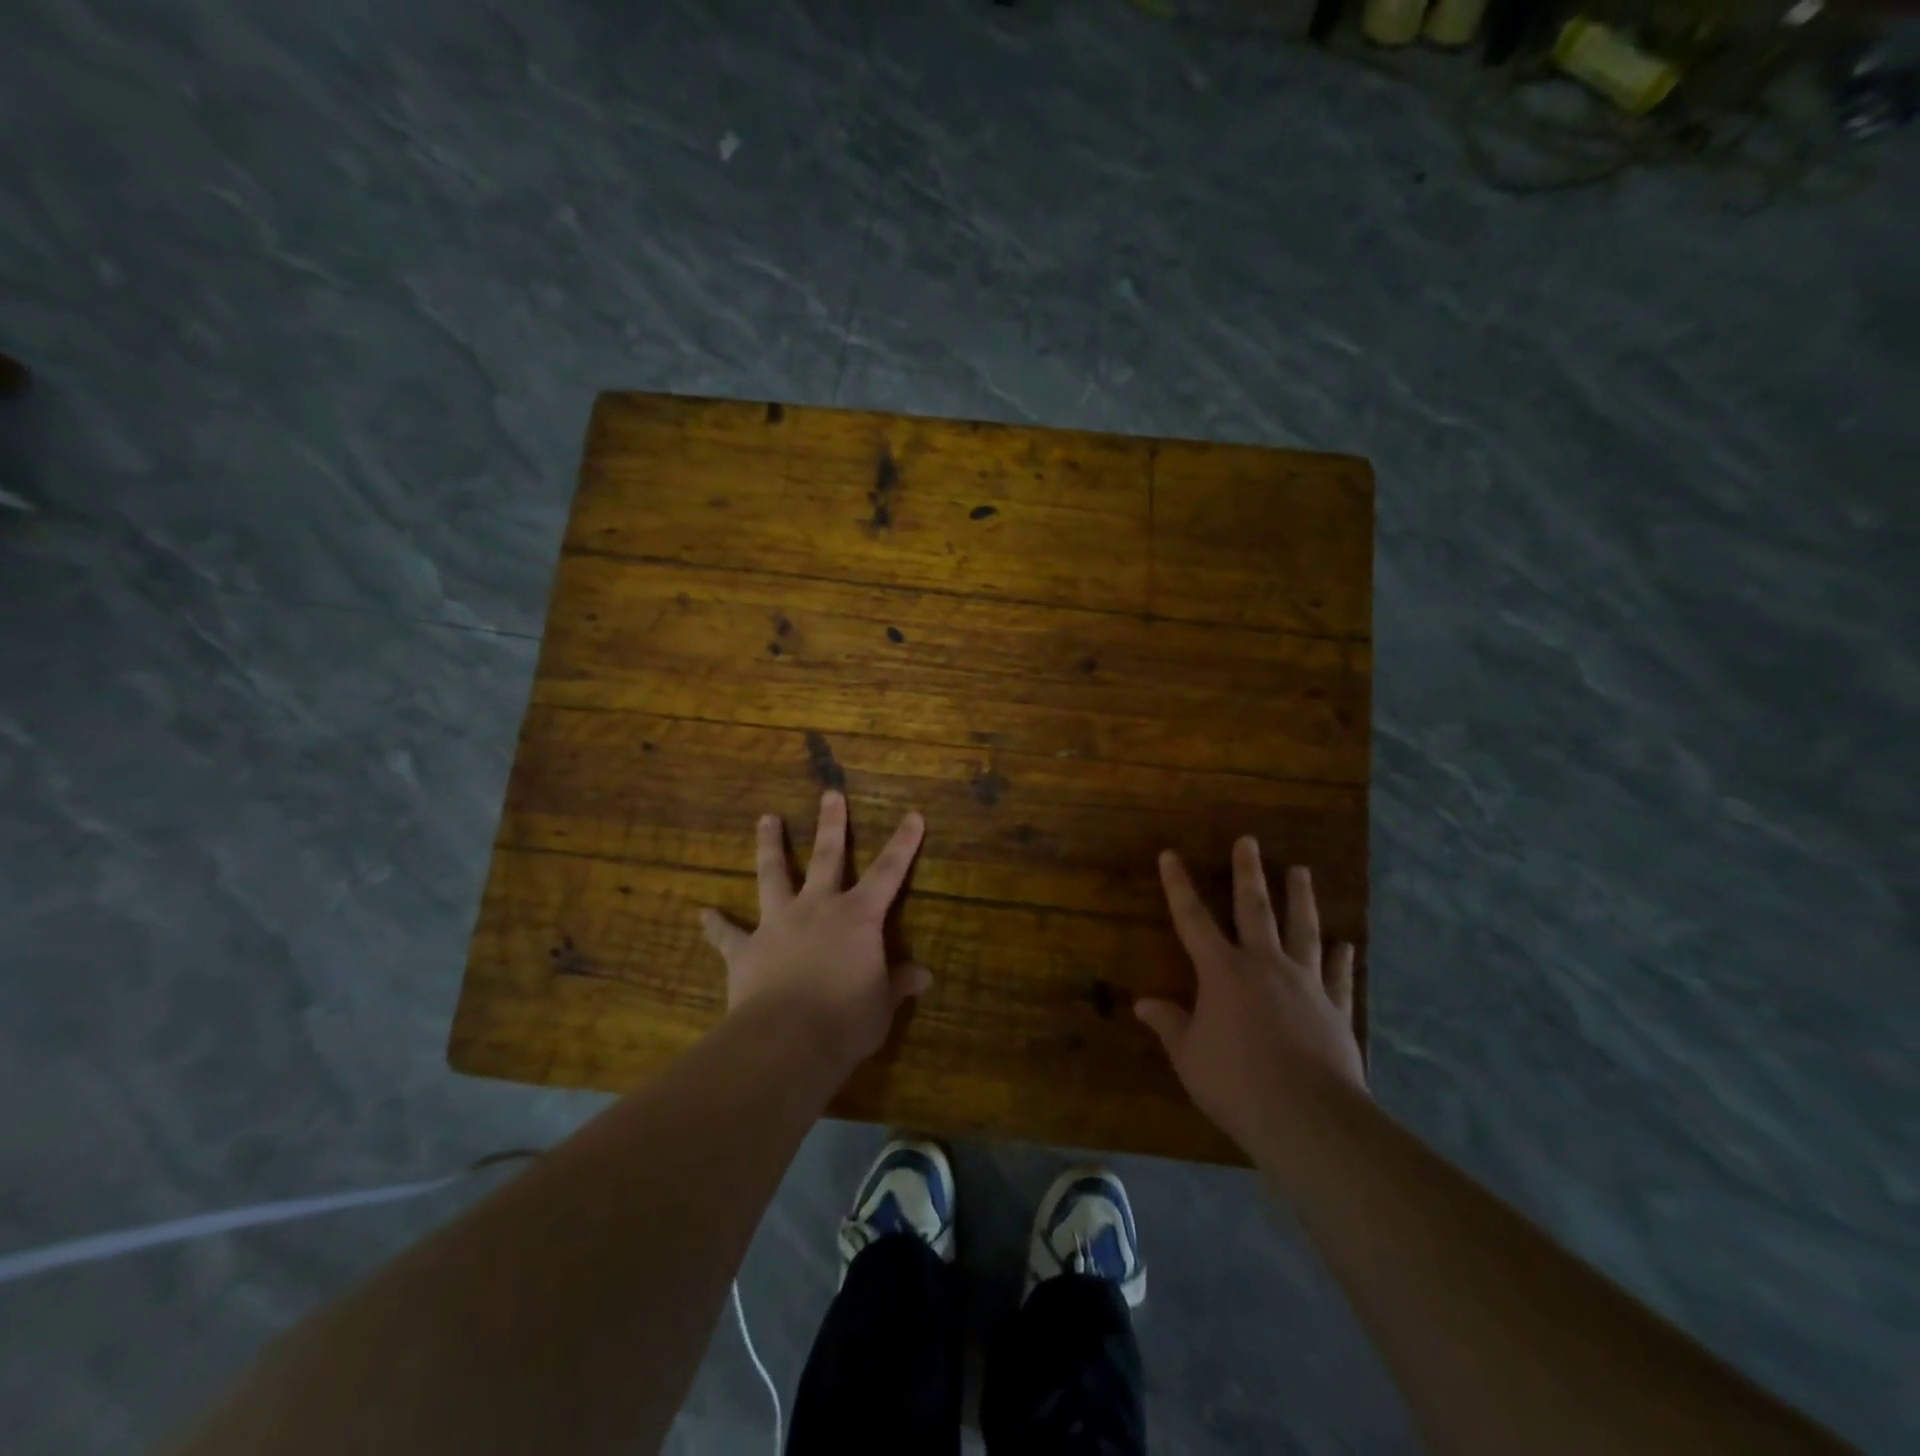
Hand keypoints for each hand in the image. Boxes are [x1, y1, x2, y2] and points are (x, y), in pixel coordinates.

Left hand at [699, 791, 930, 1067]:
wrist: (786, 1040)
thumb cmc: (846, 1020)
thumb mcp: (882, 1004)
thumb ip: (899, 984)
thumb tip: (925, 976)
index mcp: (858, 917)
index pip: (889, 873)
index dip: (904, 844)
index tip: (913, 815)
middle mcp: (818, 908)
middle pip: (827, 857)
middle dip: (831, 824)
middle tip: (830, 794)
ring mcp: (778, 923)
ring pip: (773, 875)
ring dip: (770, 846)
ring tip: (766, 819)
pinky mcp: (746, 949)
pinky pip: (728, 935)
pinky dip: (717, 925)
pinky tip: (704, 914)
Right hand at [1136, 838, 1367, 1154]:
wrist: (1308, 1118)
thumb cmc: (1236, 1084)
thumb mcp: (1189, 1057)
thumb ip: (1169, 1025)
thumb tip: (1143, 1004)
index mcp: (1222, 972)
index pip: (1192, 919)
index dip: (1178, 886)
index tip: (1170, 855)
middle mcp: (1264, 965)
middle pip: (1253, 910)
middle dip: (1248, 873)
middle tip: (1249, 841)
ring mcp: (1305, 984)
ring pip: (1302, 931)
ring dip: (1300, 899)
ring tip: (1301, 871)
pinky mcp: (1335, 1010)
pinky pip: (1339, 977)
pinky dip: (1342, 960)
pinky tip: (1347, 945)